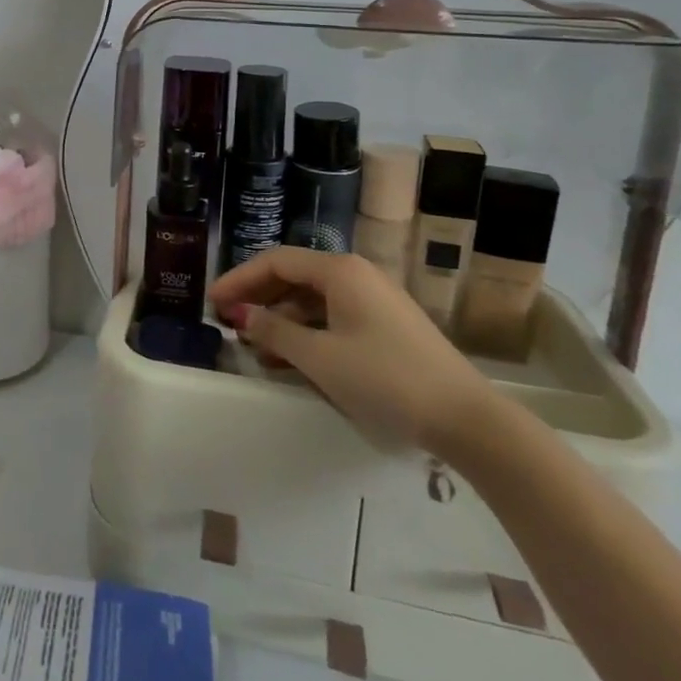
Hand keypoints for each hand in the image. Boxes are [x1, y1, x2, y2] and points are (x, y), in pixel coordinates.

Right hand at [210, 248, 491, 452]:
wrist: (467, 419)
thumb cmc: (385, 379)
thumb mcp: (319, 358)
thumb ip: (274, 332)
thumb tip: (242, 314)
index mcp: (340, 271)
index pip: (276, 261)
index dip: (240, 278)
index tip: (213, 301)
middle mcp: (356, 276)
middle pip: (294, 277)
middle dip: (259, 298)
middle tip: (228, 321)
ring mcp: (374, 301)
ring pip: (313, 301)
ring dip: (281, 320)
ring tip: (254, 348)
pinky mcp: (385, 327)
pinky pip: (333, 318)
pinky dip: (307, 333)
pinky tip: (289, 359)